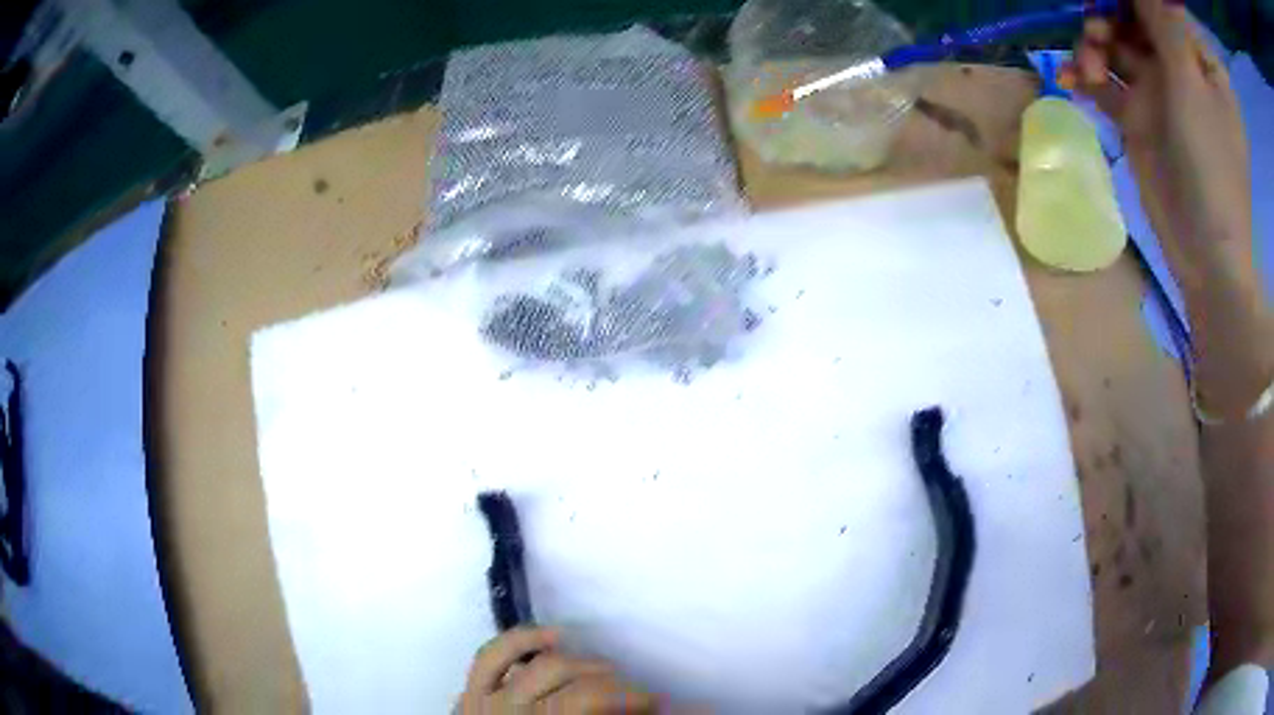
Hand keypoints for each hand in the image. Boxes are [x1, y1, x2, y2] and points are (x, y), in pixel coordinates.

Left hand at [456, 628, 658, 713]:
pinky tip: (554, 636)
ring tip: (607, 672)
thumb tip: (644, 712)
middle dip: (619, 687)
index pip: (593, 701)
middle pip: (581, 687)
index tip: (657, 704)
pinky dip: (523, 639)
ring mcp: (487, 701)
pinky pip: (492, 655)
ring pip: (545, 666)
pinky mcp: (469, 692)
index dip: (633, 699)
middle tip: (640, 697)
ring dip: (584, 665)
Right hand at [1067, 0, 1254, 291]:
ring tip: (1087, 67)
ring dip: (1092, 46)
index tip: (1106, 1)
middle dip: (1106, 17)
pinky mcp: (1140, 115)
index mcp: (1198, 56)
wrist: (1206, 252)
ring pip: (1114, 44)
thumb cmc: (1213, 165)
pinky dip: (1085, 76)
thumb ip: (1161, 21)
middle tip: (1095, 33)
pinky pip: (1105, 81)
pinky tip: (1070, 80)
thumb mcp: (1190, 82)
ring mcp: (1159, 89)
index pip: (1157, 5)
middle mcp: (1179, 64)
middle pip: (1131, 16)